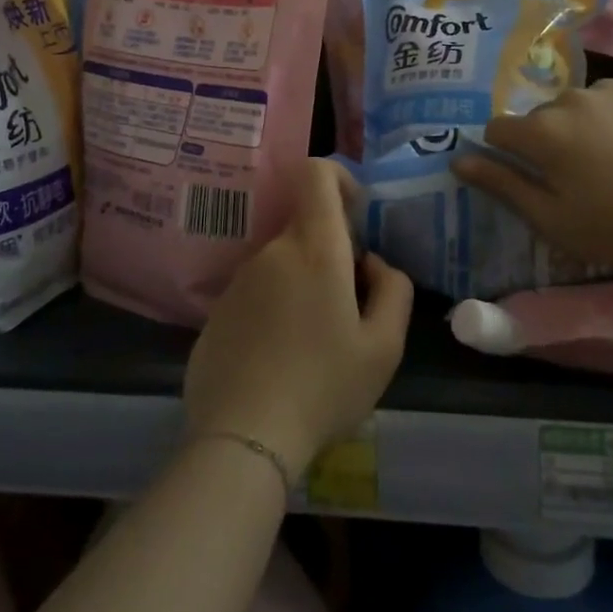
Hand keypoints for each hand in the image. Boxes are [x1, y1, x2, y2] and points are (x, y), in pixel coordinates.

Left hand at [183, 159, 413, 473]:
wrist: (244, 437)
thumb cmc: (325, 387)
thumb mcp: (385, 346)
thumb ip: (394, 289)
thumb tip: (372, 263)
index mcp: (315, 248)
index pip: (315, 174)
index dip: (338, 178)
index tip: (355, 215)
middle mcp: (272, 252)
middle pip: (306, 227)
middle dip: (332, 253)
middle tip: (349, 308)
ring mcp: (239, 280)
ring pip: (283, 262)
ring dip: (304, 284)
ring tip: (315, 343)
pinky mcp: (218, 310)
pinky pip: (257, 292)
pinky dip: (275, 309)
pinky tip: (281, 360)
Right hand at [453, 75, 612, 270]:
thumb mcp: (550, 218)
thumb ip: (501, 184)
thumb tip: (457, 159)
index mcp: (541, 131)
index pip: (499, 130)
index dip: (507, 153)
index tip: (531, 174)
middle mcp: (569, 98)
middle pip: (542, 116)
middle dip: (550, 139)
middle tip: (581, 174)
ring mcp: (610, 87)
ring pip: (581, 104)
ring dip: (586, 124)